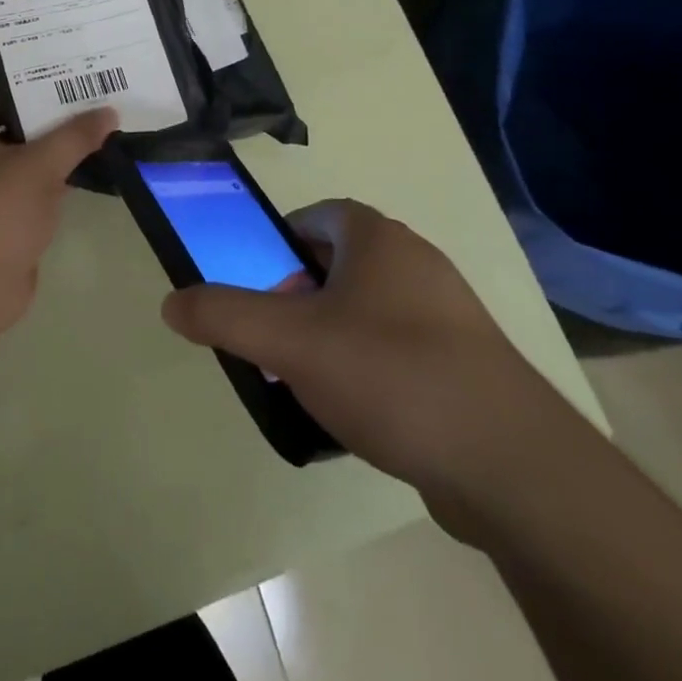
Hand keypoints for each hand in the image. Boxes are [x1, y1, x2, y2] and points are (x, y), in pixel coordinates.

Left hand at [0, 102, 117, 345]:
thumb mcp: (41, 163)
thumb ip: (75, 136)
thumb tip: (109, 112)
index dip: (26, 93)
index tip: (62, 86)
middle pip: (17, 135)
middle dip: (50, 125)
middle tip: (90, 109)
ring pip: (29, 169)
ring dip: (56, 159)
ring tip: (97, 139)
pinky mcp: (8, 228)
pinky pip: (36, 198)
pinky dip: (57, 189)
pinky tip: (87, 181)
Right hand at [161, 199, 576, 537]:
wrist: (511, 464)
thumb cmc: (390, 374)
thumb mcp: (290, 342)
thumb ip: (224, 316)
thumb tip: (170, 303)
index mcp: (378, 239)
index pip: (318, 215)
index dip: (281, 243)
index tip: (261, 285)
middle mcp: (417, 263)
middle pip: (340, 264)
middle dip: (300, 297)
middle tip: (276, 340)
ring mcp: (450, 315)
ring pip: (369, 311)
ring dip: (333, 336)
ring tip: (310, 383)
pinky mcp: (468, 366)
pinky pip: (401, 352)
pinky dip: (371, 371)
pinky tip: (359, 417)